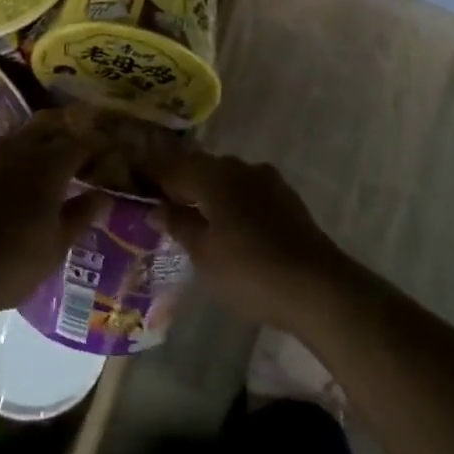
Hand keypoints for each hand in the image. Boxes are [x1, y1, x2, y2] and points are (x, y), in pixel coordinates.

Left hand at [0, 109, 109, 317]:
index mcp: (48, 165)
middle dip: (64, 132)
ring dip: (33, 145)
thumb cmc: (8, 264)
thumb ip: (80, 216)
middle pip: (47, 126)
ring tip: (39, 167)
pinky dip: (4, 161)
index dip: (94, 148)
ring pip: (16, 137)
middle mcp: (17, 148)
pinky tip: (1, 182)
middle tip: (74, 151)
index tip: (102, 158)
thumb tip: (102, 196)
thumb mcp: (54, 248)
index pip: (80, 143)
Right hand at [143, 148, 350, 336]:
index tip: (135, 183)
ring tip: (193, 217)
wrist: (318, 287)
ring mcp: (267, 180)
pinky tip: (228, 225)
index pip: (172, 166)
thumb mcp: (203, 254)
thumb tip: (156, 208)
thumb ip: (178, 225)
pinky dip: (232, 202)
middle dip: (181, 183)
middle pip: (201, 168)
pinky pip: (247, 192)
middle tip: (161, 205)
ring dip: (208, 193)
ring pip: (226, 179)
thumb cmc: (250, 271)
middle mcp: (239, 167)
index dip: (152, 175)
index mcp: (213, 174)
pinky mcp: (286, 198)